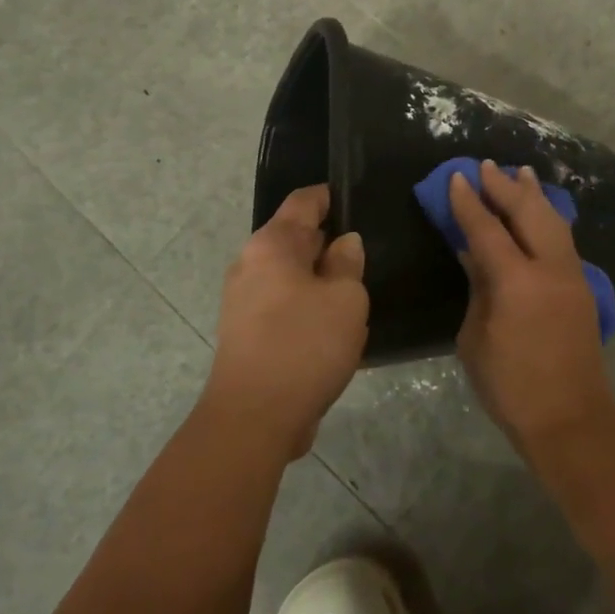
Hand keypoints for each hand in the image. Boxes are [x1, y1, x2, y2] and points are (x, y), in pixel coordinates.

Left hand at [206, 185, 367, 459]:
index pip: (303, 202)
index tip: (357, 198)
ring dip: (321, 280)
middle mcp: (251, 265)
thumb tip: (344, 243)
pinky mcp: (248, 334)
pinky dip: (309, 307)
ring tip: (359, 289)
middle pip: (294, 239)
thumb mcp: (345, 299)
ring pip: (292, 276)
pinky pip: (285, 306)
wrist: (255, 417)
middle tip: (369, 248)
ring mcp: (244, 301)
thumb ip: (347, 263)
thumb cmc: (305, 344)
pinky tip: (337, 326)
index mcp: (272, 245)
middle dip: (329, 242)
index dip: (330, 196)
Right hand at [450, 160, 612, 446]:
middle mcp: (549, 268)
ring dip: (534, 196)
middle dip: (505, 187)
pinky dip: (549, 218)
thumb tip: (474, 254)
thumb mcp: (475, 337)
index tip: (457, 177)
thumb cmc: (510, 386)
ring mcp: (572, 275)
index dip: (469, 202)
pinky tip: (542, 212)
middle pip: (528, 212)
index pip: (487, 228)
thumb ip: (478, 288)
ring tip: (521, 173)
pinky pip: (564, 239)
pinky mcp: (582, 287)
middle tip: (487, 166)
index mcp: (516, 281)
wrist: (569, 417)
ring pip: (554, 221)